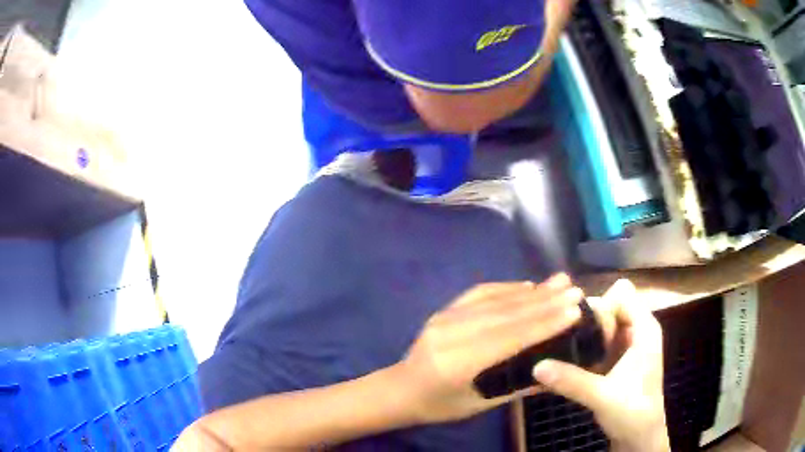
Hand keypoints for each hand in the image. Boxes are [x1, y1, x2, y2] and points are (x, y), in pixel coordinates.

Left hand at [395, 274, 583, 423]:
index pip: (509, 338)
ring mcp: (445, 317)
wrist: (400, 389)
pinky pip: (480, 293)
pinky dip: (508, 288)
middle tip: (575, 291)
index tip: (574, 311)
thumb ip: (517, 387)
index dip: (544, 323)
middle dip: (545, 302)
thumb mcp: (479, 405)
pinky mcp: (444, 309)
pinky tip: (529, 286)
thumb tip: (556, 373)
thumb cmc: (440, 405)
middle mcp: (451, 333)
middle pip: (506, 314)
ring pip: (495, 300)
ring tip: (560, 282)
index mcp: (457, 363)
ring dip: (532, 291)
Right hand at [532, 279, 669, 451]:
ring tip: (555, 347)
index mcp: (644, 329)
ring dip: (581, 334)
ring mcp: (626, 345)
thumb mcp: (602, 396)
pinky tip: (563, 360)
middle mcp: (636, 330)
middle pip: (608, 307)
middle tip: (558, 338)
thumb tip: (536, 366)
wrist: (639, 436)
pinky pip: (597, 342)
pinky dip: (582, 347)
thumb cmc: (632, 412)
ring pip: (601, 325)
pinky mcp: (616, 359)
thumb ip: (572, 380)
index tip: (574, 325)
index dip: (599, 304)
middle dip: (585, 320)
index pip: (621, 294)